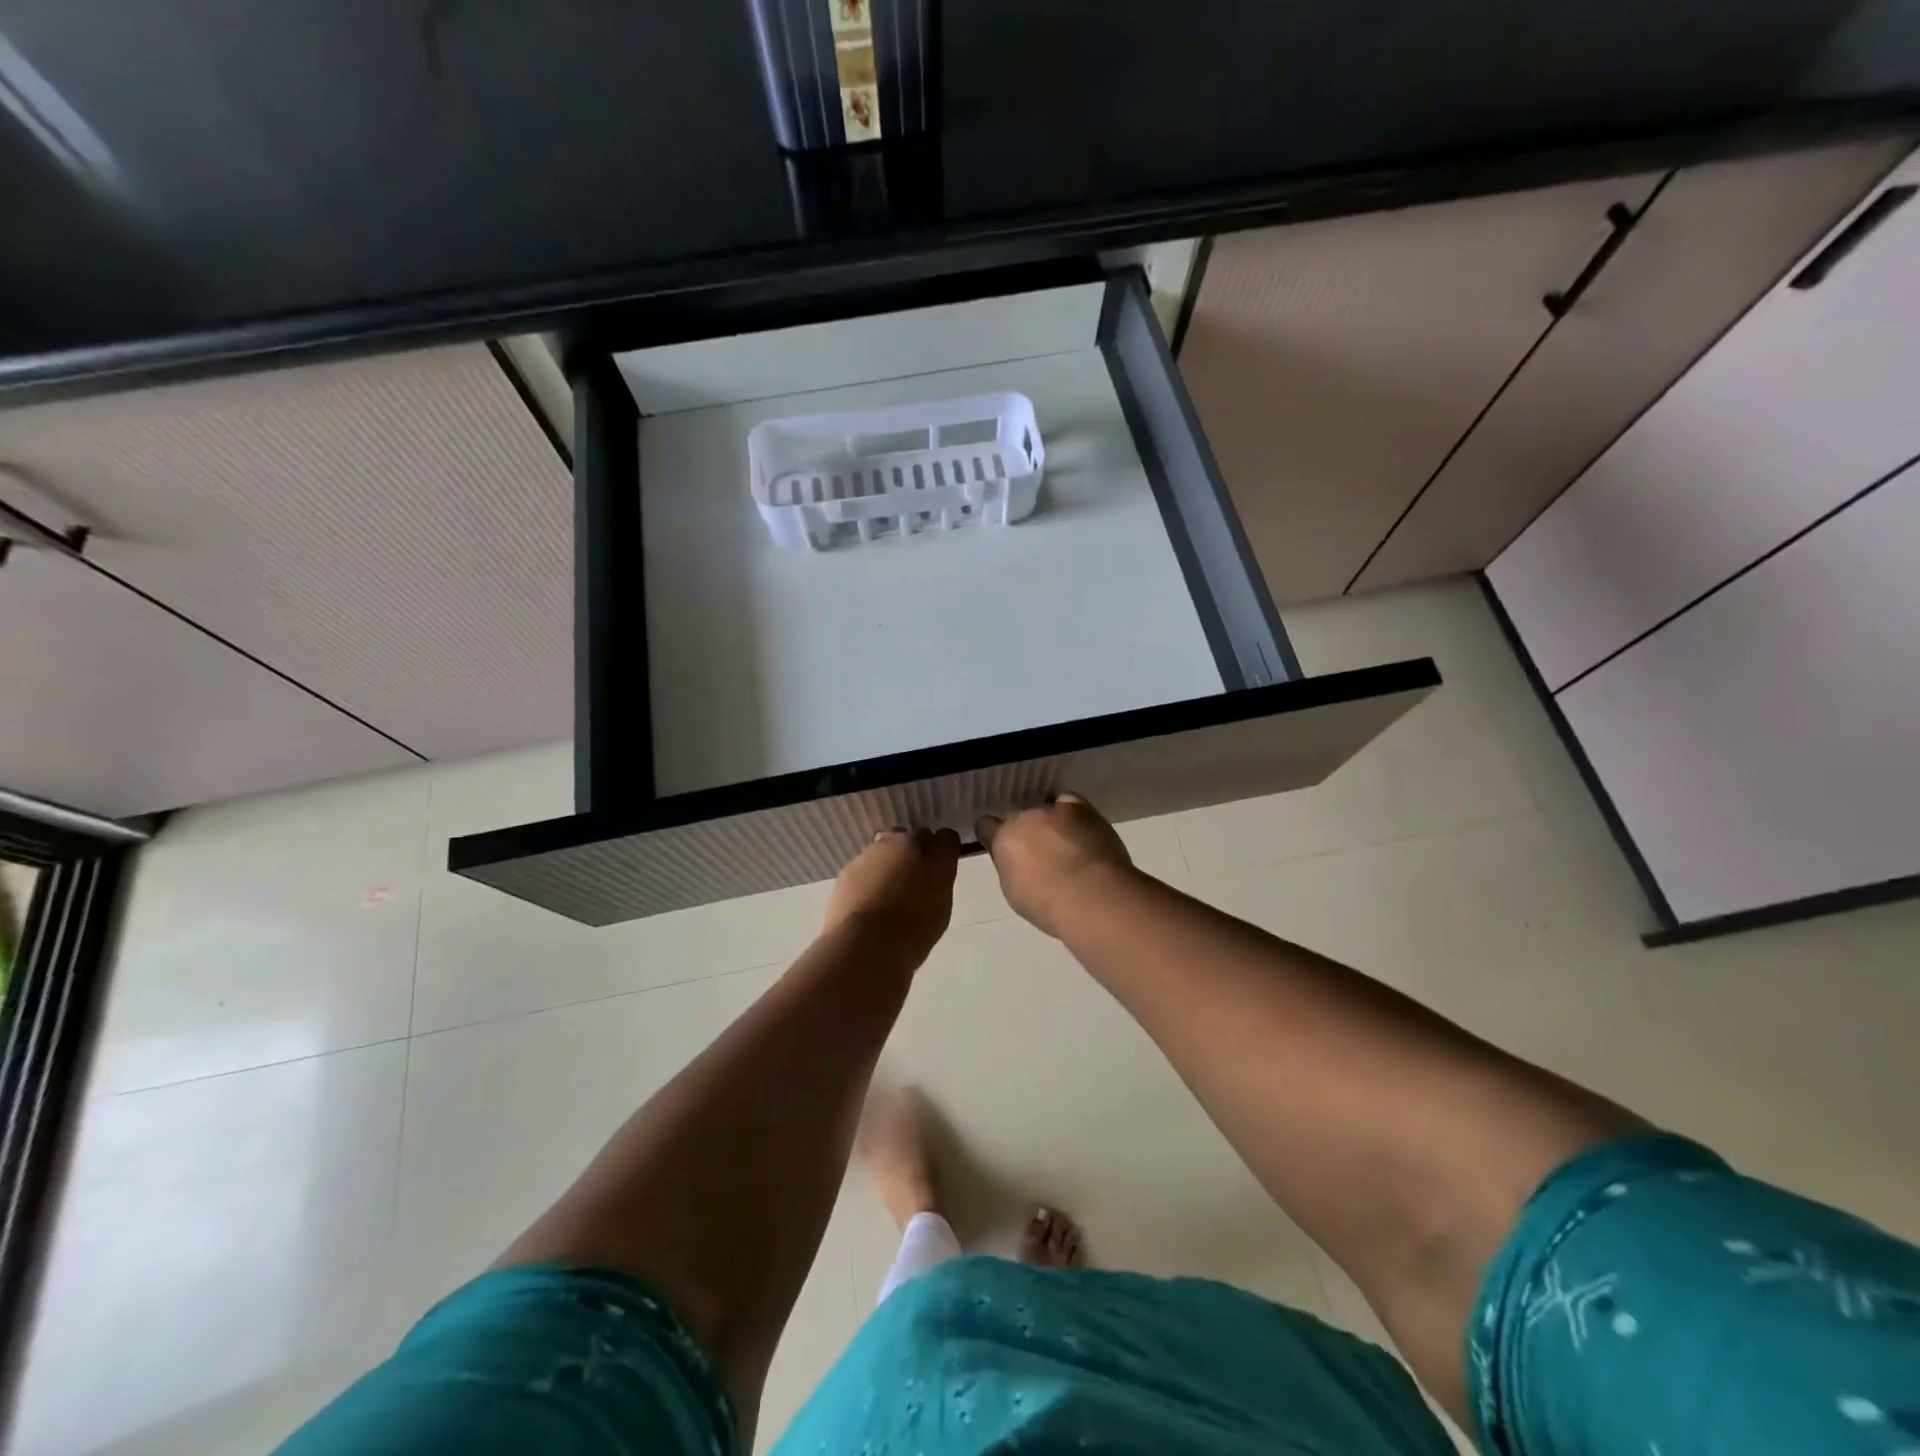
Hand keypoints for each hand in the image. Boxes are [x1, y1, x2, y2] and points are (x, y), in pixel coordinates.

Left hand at [822, 827, 960, 962]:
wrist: (865, 944)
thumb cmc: (914, 928)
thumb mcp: (941, 906)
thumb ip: (939, 879)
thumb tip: (934, 870)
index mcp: (932, 853)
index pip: (946, 838)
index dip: (943, 852)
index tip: (941, 868)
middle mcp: (901, 843)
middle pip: (913, 837)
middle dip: (915, 852)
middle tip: (915, 880)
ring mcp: (871, 854)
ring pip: (886, 849)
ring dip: (890, 863)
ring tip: (888, 894)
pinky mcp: (848, 870)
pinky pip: (865, 867)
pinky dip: (869, 878)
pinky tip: (869, 902)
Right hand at [975, 793, 1134, 938]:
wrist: (1092, 898)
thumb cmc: (1048, 905)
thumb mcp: (1015, 891)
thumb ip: (1011, 867)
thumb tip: (1017, 861)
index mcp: (1002, 839)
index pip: (986, 826)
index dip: (993, 835)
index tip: (1002, 846)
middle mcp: (1024, 817)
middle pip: (1018, 817)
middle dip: (1025, 831)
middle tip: (1038, 852)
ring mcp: (1053, 810)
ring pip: (1044, 809)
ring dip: (1049, 823)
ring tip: (1063, 841)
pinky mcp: (1082, 808)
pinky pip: (1068, 801)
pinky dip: (1070, 812)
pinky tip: (1077, 826)